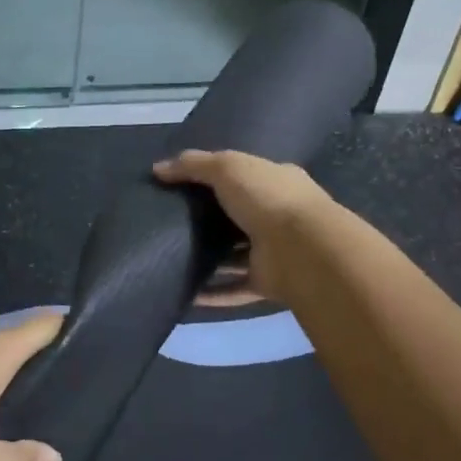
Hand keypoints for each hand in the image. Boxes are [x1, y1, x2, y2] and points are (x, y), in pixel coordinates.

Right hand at [153, 150, 333, 303]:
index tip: (184, 185)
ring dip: (211, 260)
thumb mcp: (227, 167)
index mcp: (277, 182)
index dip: (218, 177)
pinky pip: (234, 289)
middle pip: (239, 217)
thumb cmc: (267, 198)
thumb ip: (193, 165)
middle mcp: (278, 216)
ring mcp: (274, 251)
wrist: (301, 249)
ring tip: (173, 259)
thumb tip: (158, 168)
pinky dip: (213, 294)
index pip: (246, 176)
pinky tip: (186, 295)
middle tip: (171, 223)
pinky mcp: (267, 282)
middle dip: (211, 221)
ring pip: (236, 256)